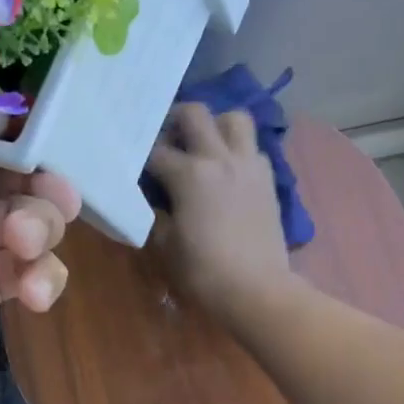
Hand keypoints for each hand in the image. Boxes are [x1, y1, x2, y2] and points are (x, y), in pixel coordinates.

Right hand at [146, 103, 297, 324]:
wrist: (257, 289)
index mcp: (189, 174)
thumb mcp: (165, 246)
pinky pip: (253, 148)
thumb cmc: (204, 271)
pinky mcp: (268, 179)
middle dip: (175, 121)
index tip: (135, 166)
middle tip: (168, 140)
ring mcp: (248, 165)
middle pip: (194, 114)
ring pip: (234, 118)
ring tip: (205, 146)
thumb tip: (153, 201)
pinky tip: (229, 172)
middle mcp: (220, 158)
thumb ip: (155, 215)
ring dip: (216, 125)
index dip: (140, 157)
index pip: (155, 151)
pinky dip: (239, 150)